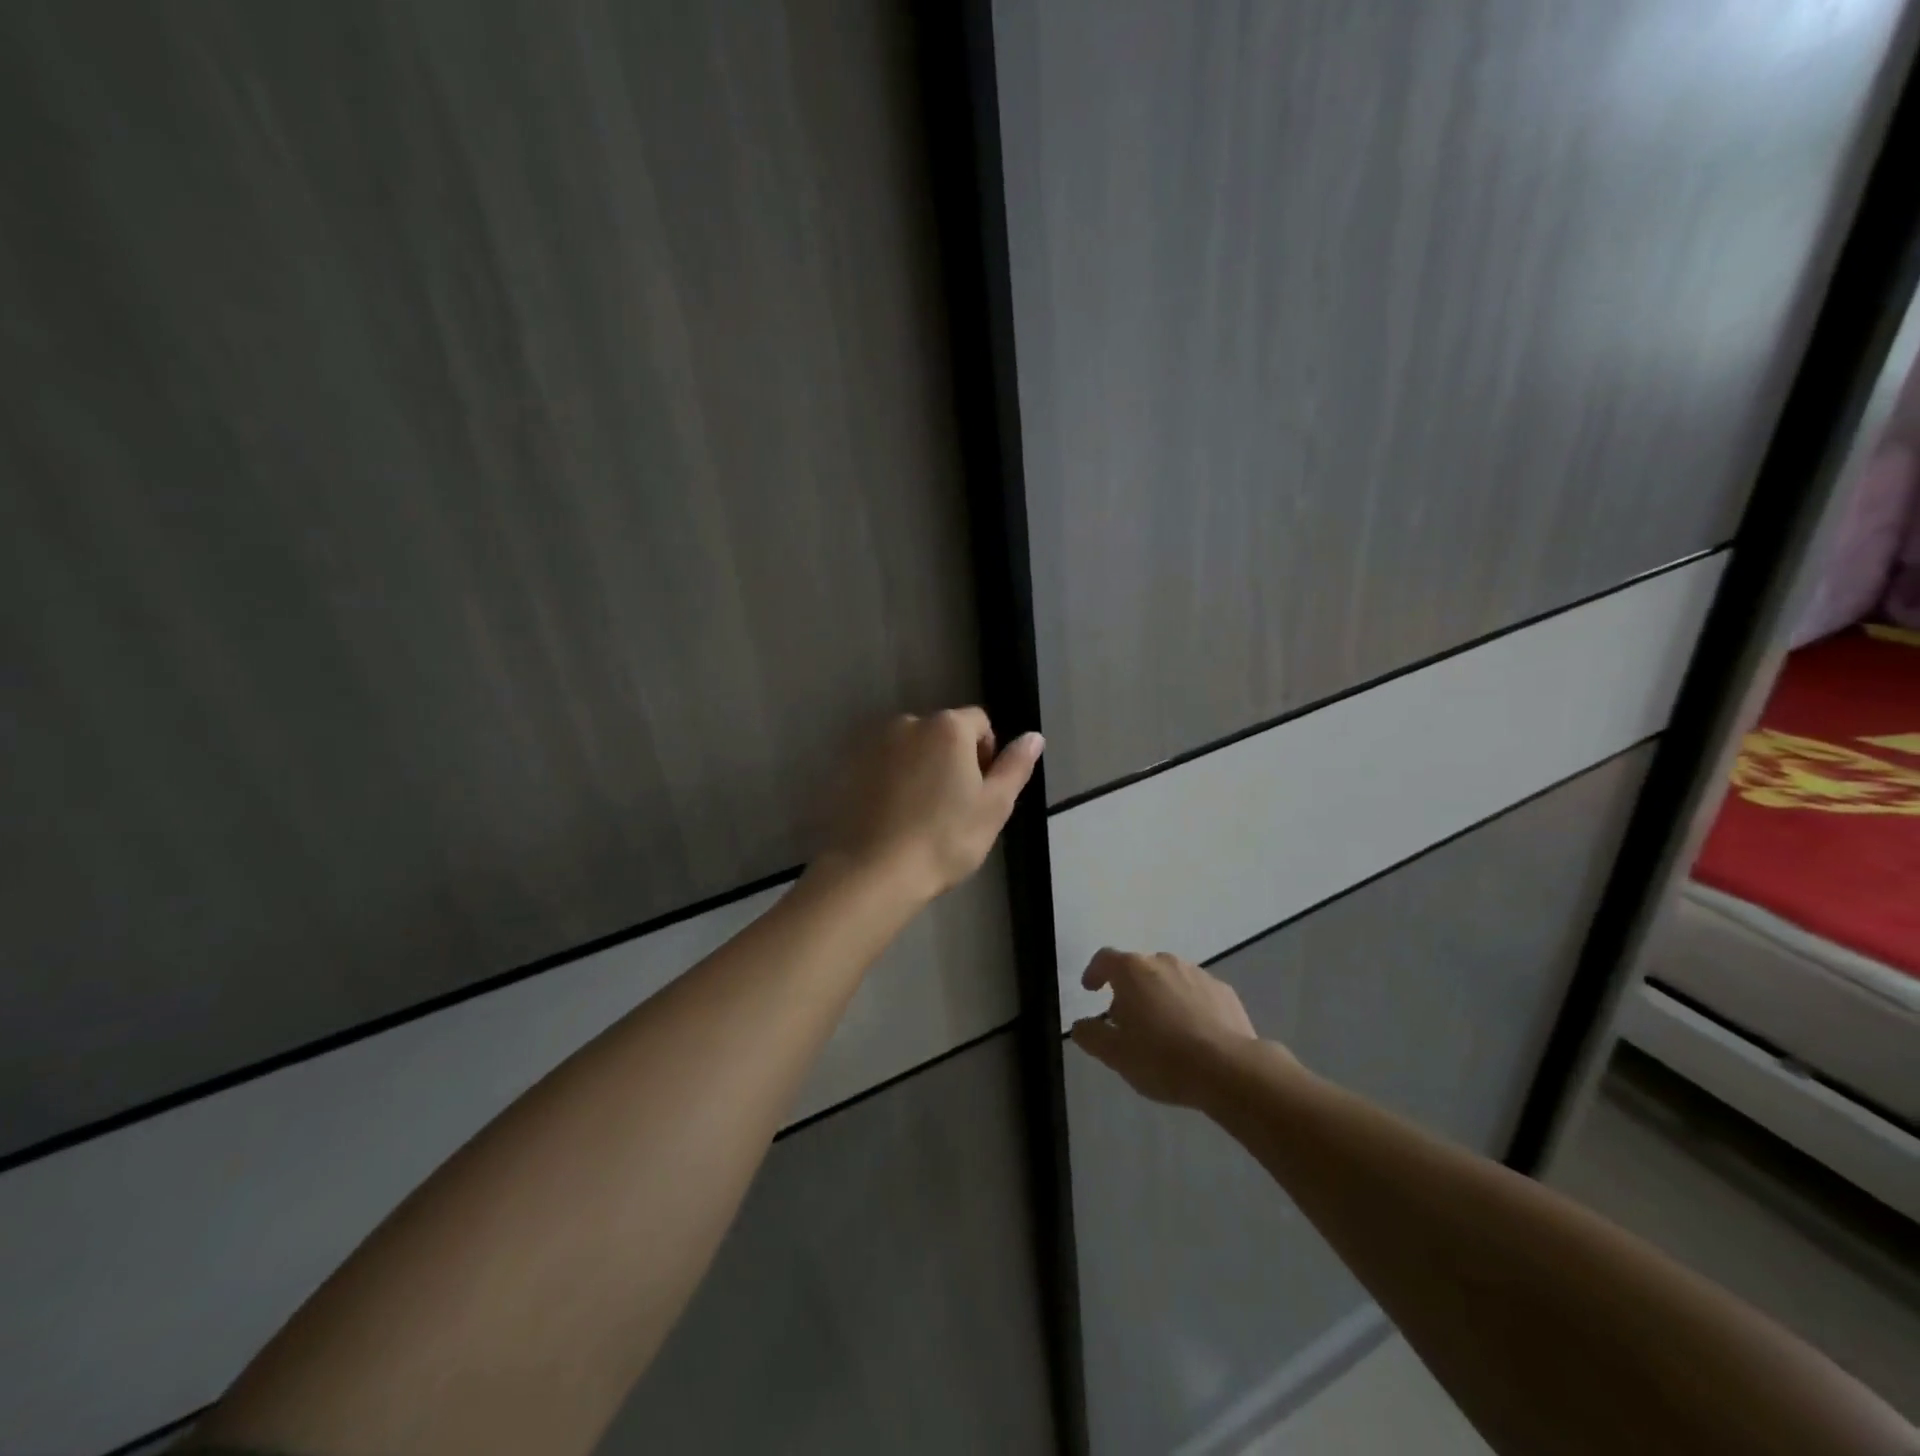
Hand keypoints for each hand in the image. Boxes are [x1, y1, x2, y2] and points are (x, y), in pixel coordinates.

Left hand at [819, 708, 1042, 901]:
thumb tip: (1034, 737)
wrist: (874, 871)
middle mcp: (908, 724)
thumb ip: (1015, 766)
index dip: (987, 754)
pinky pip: (882, 766)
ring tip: (921, 814)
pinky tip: (893, 817)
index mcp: (947, 728)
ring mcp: (873, 745)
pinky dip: (892, 782)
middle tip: (954, 807)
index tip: (980, 791)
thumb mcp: (994, 806)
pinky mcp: (848, 768)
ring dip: (921, 769)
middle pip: (942, 733)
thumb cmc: (945, 839)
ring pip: (911, 750)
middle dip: (952, 760)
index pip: (979, 723)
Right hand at [1070, 950, 1265, 1107]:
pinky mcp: (1224, 991)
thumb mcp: (1115, 1055)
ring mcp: (1197, 973)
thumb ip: (1091, 1036)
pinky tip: (1192, 1034)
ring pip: (1169, 979)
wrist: (1229, 1070)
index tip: (1090, 990)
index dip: (1094, 972)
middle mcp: (1164, 962)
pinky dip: (1188, 1006)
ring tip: (1162, 1030)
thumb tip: (1081, 1025)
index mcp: (1132, 971)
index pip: (1105, 959)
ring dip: (1160, 997)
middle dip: (1129, 990)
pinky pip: (1196, 993)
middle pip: (1138, 969)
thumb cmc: (1162, 1058)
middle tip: (1127, 1022)